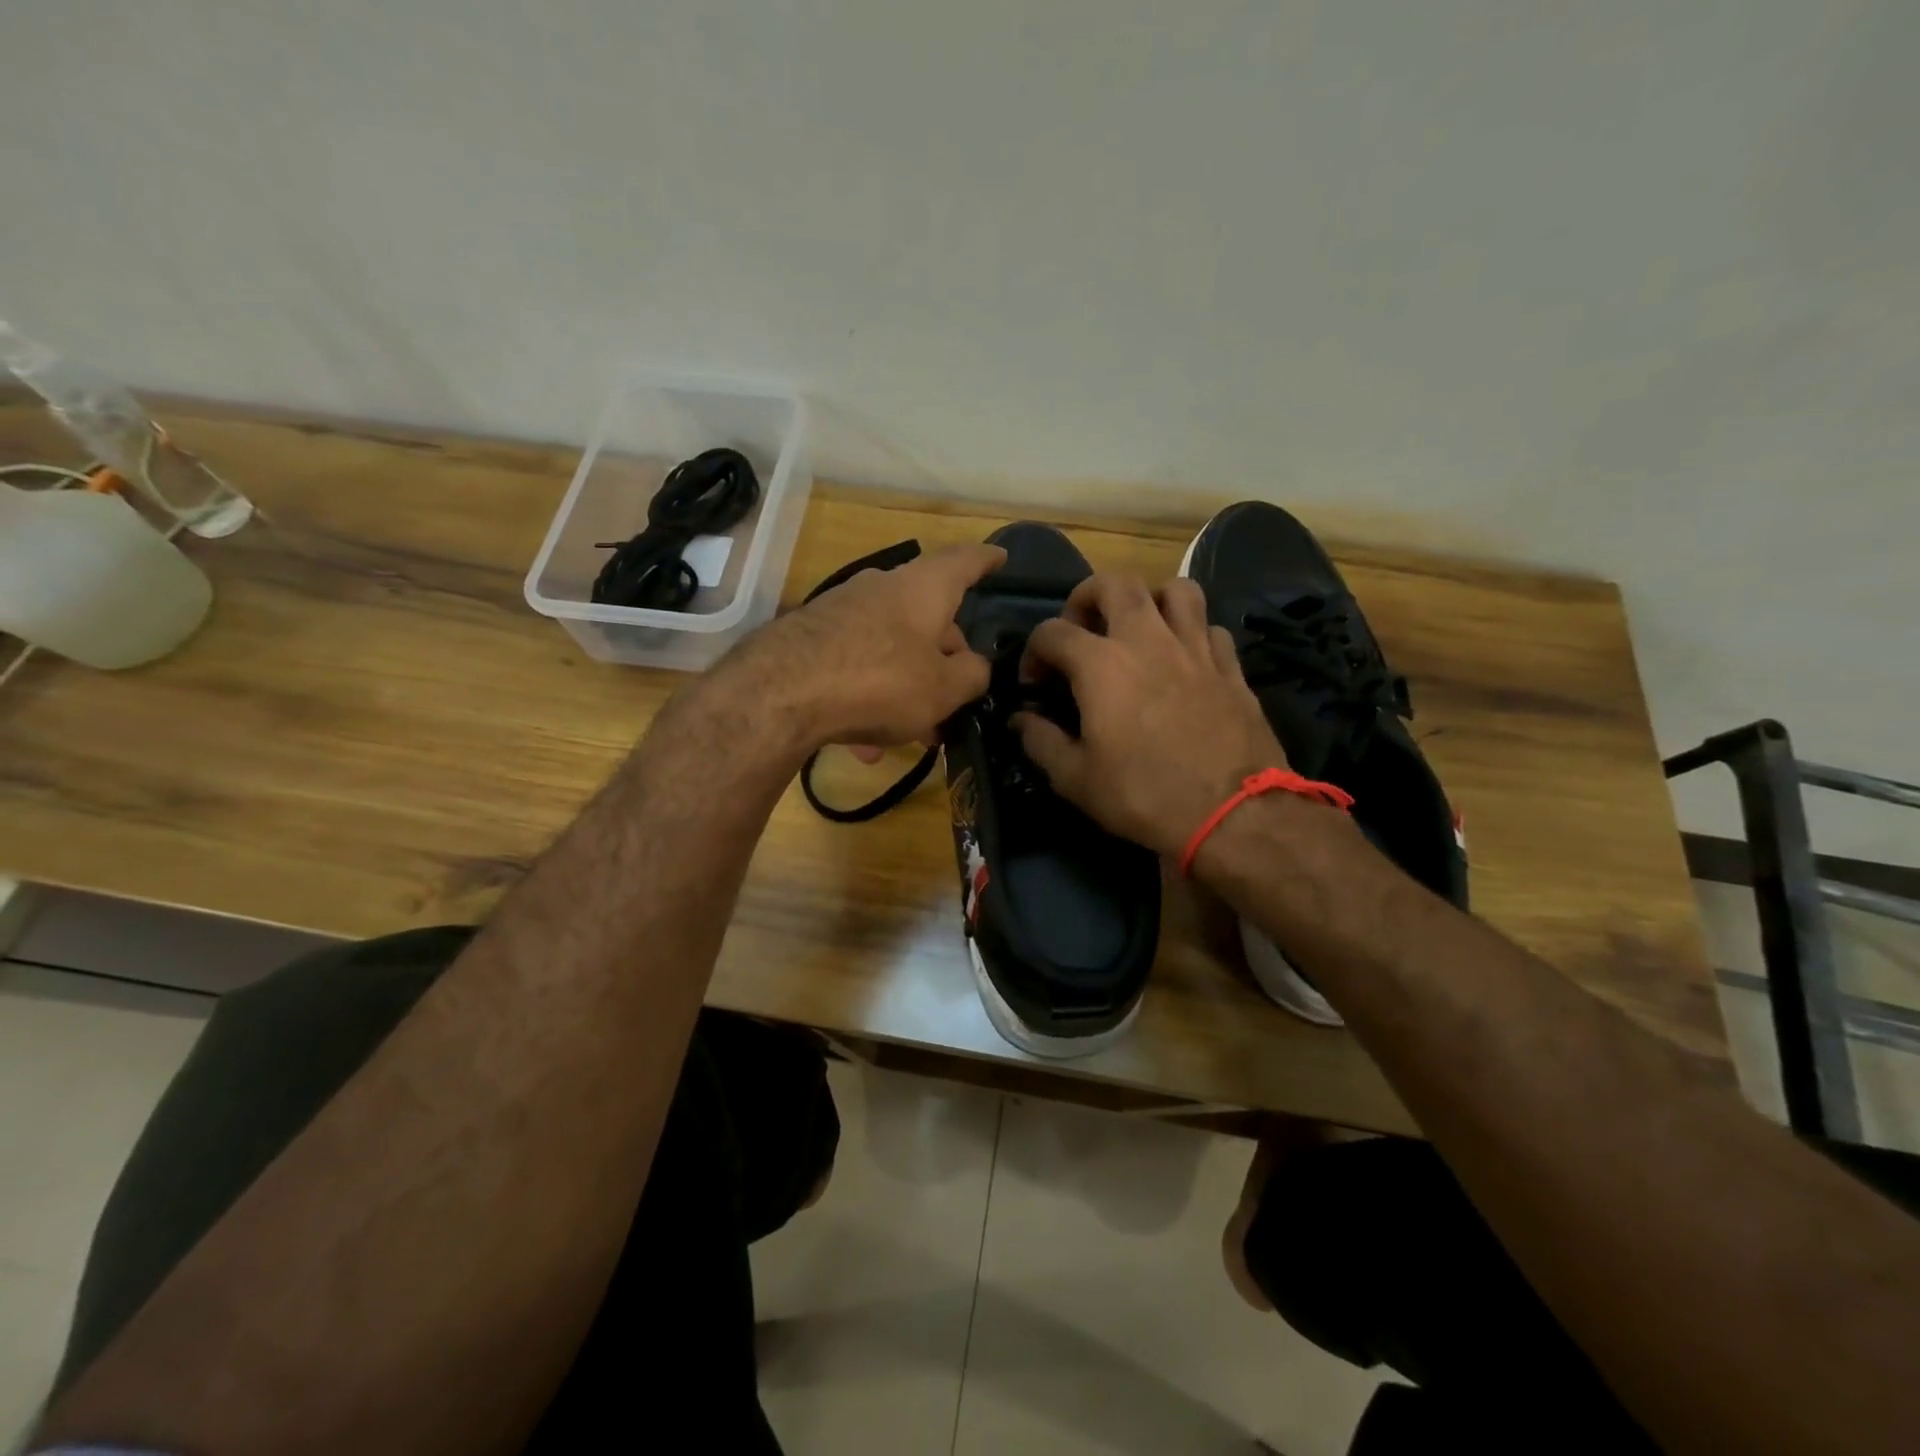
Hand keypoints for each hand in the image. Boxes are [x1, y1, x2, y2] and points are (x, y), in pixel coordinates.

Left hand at [724, 542, 1005, 751]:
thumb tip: (974, 666)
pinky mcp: (809, 638)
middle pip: (926, 617)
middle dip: (944, 660)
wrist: (780, 693)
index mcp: (923, 589)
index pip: (965, 561)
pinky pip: (855, 666)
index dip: (986, 560)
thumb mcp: (944, 689)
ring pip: (889, 649)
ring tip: (910, 735)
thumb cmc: (881, 682)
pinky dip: (869, 697)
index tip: (1000, 558)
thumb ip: (972, 675)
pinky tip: (862, 744)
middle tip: (955, 701)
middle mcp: (881, 588)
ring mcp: (841, 610)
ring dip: (906, 689)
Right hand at [1012, 575, 1287, 856]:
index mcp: (1101, 665)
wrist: (1233, 814)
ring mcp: (1195, 649)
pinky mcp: (1230, 667)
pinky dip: (1192, 633)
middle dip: (1088, 597)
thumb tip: (1021, 720)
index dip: (1034, 652)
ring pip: (1176, 590)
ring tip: (1138, 629)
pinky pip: (1210, 627)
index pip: (1052, 632)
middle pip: (1115, 583)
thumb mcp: (1076, 779)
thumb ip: (1041, 742)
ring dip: (1150, 599)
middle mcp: (1147, 641)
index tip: (1035, 683)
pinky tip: (1184, 659)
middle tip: (1082, 629)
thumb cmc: (1143, 795)